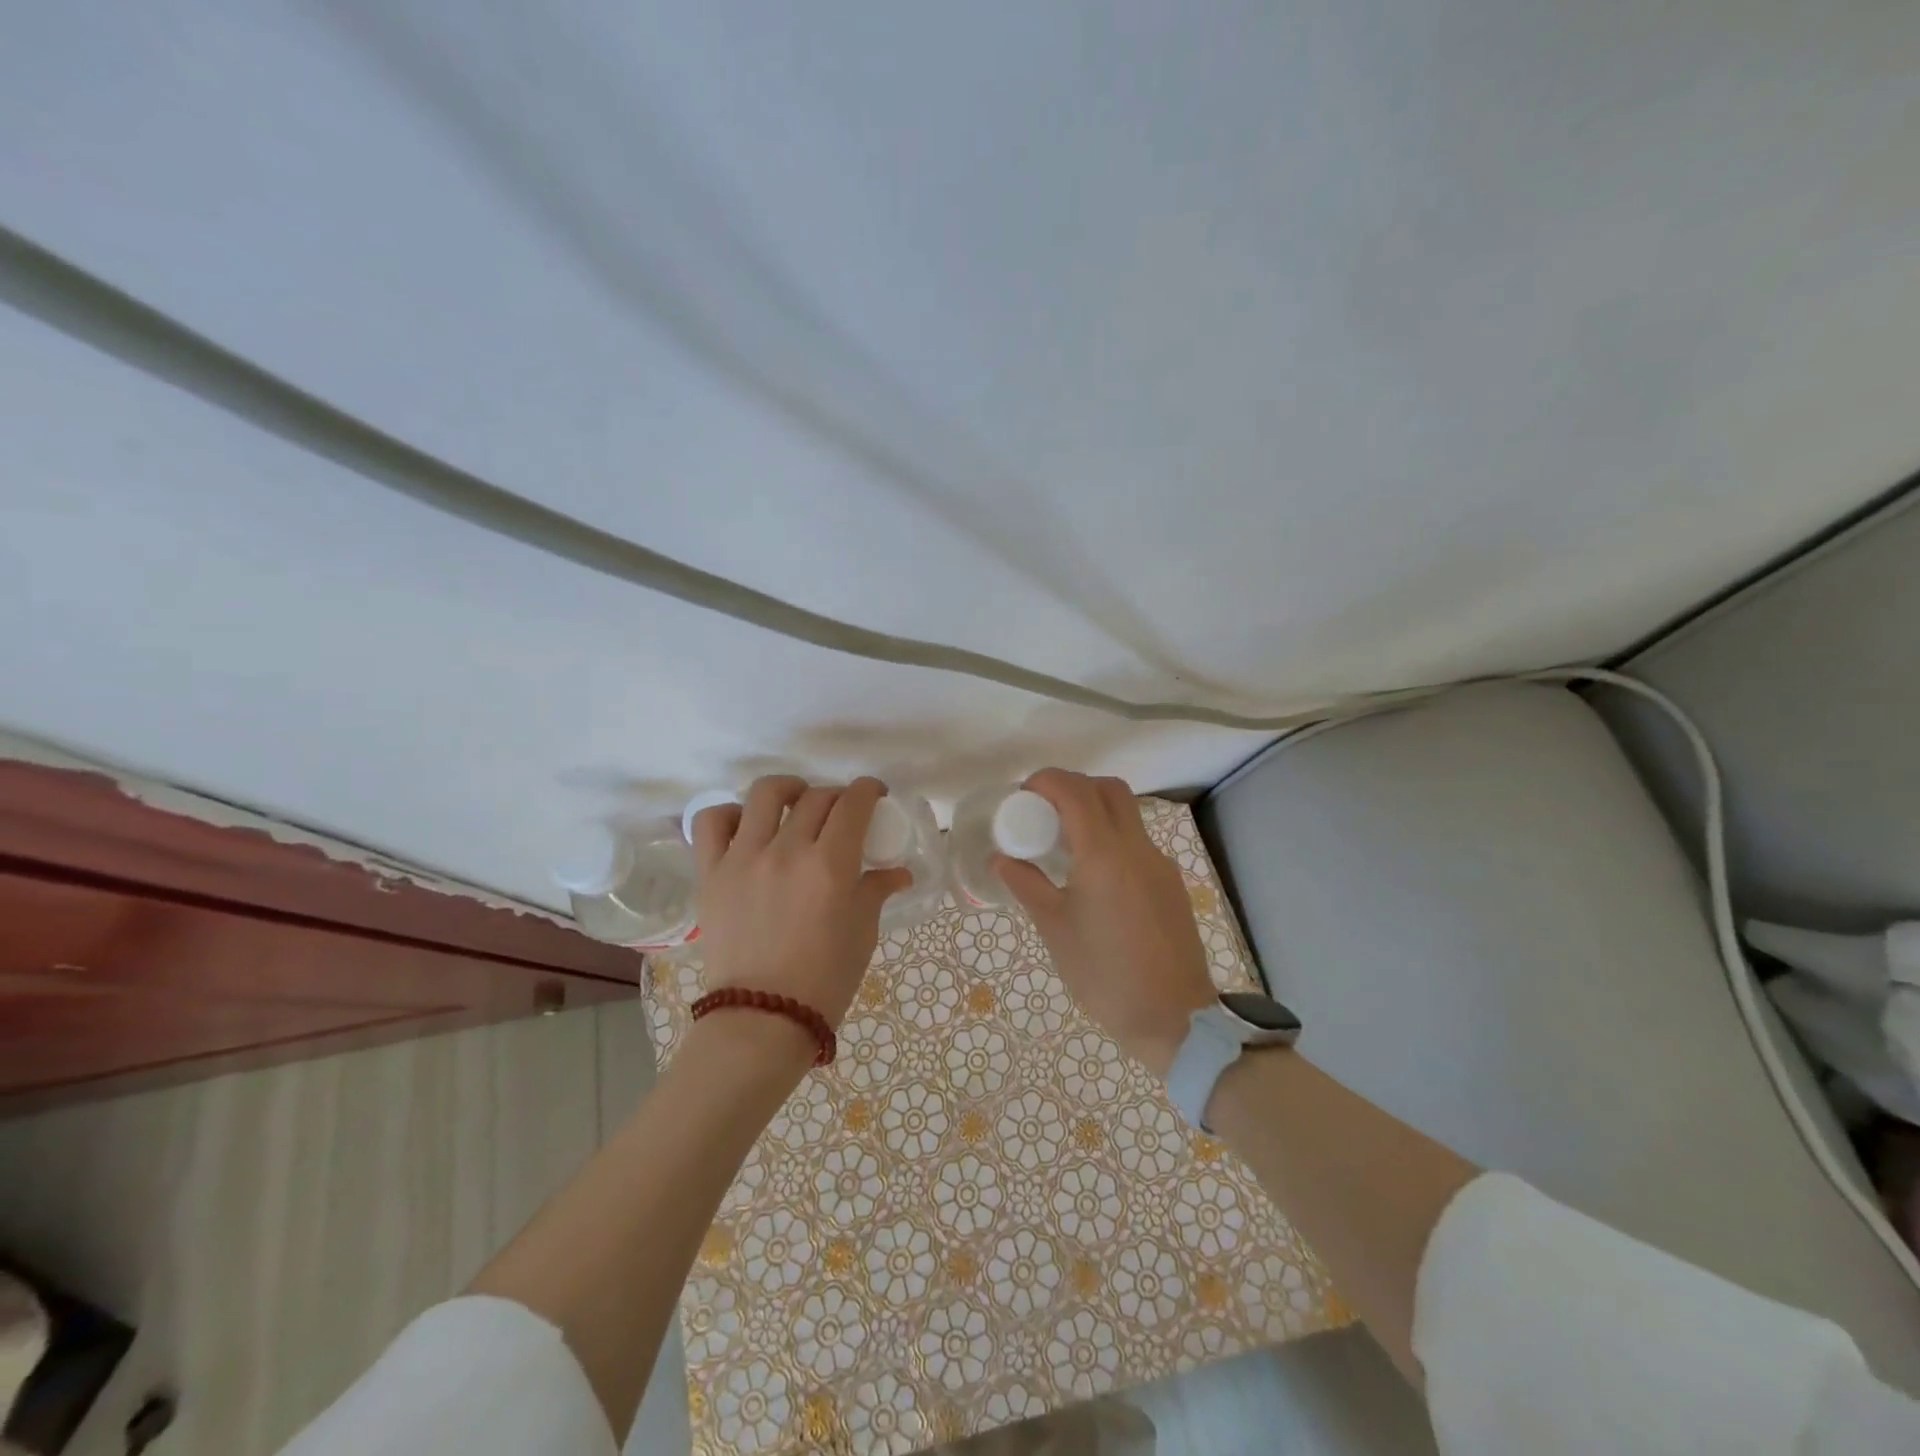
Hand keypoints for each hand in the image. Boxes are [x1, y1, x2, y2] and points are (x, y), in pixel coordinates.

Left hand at [690, 776, 911, 1038]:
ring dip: (788, 790)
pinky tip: (746, 826)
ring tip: (794, 802)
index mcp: (830, 865)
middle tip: (842, 813)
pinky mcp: (710, 873)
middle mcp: (787, 850)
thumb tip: (898, 872)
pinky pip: (711, 823)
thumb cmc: (824, 981)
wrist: (762, 1020)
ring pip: (765, 794)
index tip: (873, 795)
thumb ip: (876, 891)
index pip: (853, 803)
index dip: (867, 790)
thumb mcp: (862, 933)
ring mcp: (743, 858)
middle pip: (816, 796)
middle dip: (836, 796)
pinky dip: (730, 814)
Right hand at [994, 770, 1216, 1077]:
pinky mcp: (1170, 882)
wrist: (1175, 1018)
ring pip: (1127, 813)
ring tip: (1064, 844)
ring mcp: (1159, 864)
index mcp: (1104, 855)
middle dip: (1073, 787)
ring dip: (1094, 810)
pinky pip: (1137, 841)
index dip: (1046, 781)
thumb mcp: (1056, 930)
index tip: (1022, 796)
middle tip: (1044, 812)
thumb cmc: (1105, 976)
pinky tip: (1093, 875)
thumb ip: (1027, 886)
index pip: (1075, 791)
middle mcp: (1137, 848)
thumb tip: (1001, 859)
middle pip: (1108, 789)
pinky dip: (1111, 837)